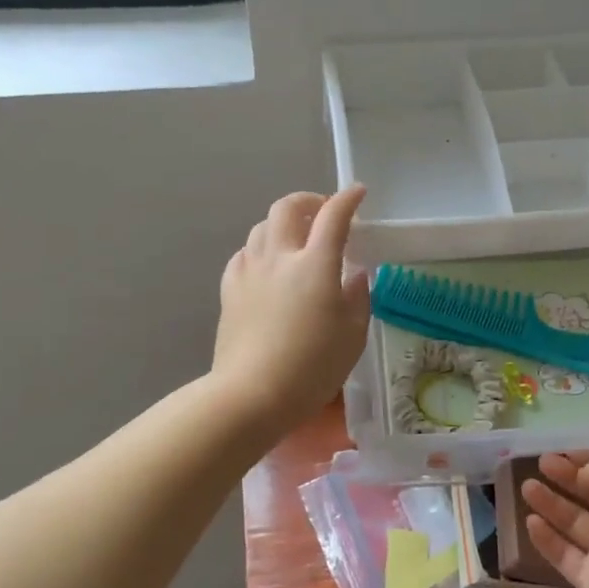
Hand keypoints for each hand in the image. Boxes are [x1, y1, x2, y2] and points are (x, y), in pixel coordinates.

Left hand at [212, 186, 370, 428]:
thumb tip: (354, 274)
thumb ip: (357, 297)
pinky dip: (261, 249)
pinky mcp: (230, 289)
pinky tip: (269, 267)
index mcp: (315, 265)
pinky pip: (245, 253)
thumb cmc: (312, 368)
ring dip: (283, 223)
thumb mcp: (352, 336)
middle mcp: (280, 257)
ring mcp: (250, 271)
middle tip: (323, 213)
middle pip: (288, 207)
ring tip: (297, 240)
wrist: (251, 394)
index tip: (358, 193)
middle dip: (309, 201)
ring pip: (262, 227)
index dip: (348, 199)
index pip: (333, 216)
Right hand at [522, 451, 588, 587]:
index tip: (559, 452)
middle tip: (538, 465)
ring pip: (575, 524)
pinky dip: (547, 538)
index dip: (586, 460)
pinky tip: (529, 522)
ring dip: (551, 504)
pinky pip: (565, 555)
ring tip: (526, 488)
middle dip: (566, 478)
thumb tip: (585, 470)